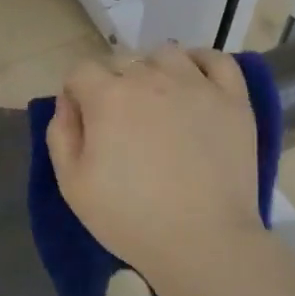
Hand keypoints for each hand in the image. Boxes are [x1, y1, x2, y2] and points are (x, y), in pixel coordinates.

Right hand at [46, 47, 262, 285]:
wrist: (203, 241)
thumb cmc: (130, 218)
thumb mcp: (72, 185)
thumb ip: (61, 134)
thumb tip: (68, 102)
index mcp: (109, 97)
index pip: (81, 71)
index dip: (76, 92)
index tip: (83, 119)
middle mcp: (152, 78)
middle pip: (123, 61)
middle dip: (112, 84)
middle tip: (120, 123)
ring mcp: (197, 85)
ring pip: (166, 54)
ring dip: (153, 70)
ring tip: (157, 100)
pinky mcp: (233, 100)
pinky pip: (217, 60)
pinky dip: (201, 63)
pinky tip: (194, 82)